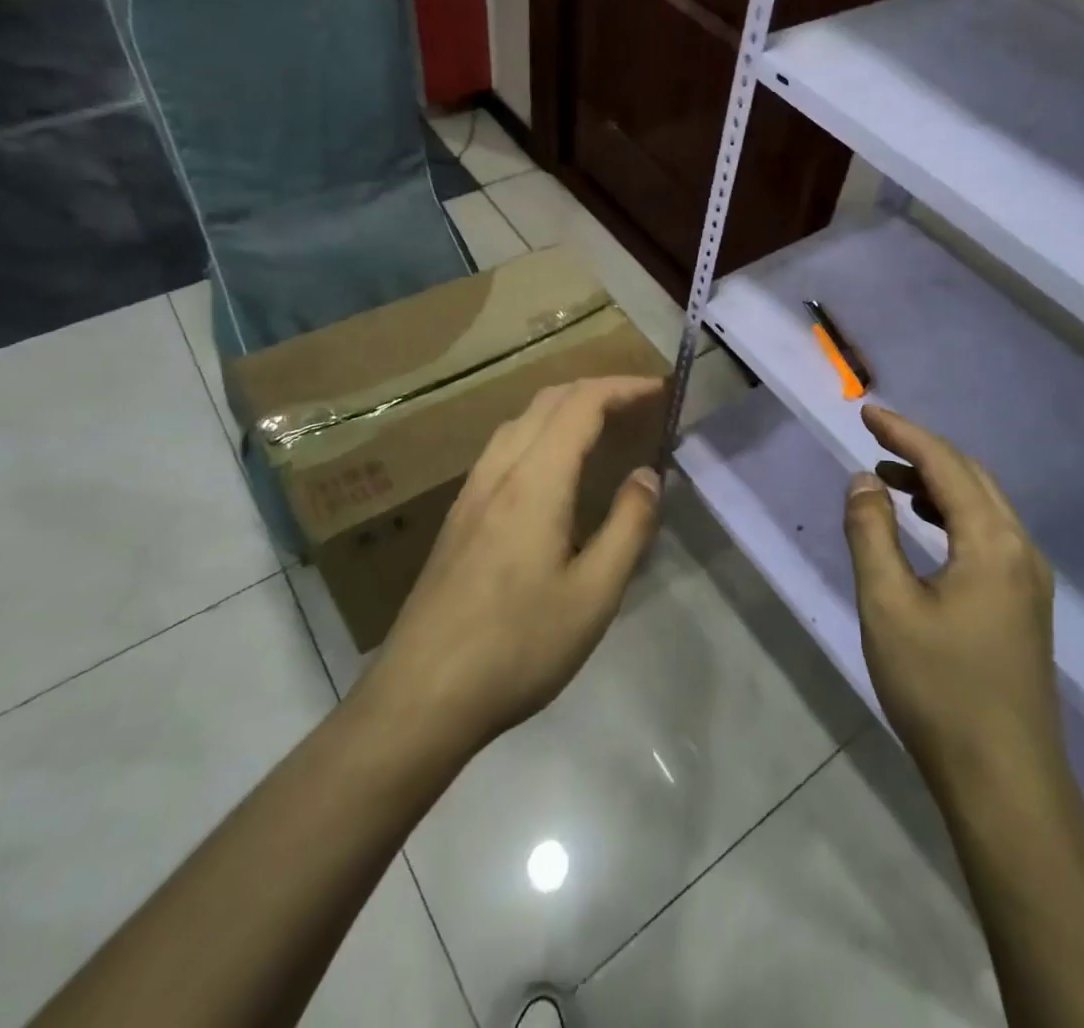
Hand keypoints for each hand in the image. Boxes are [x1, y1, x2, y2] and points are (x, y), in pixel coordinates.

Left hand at [361, 376, 664, 758]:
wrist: (422, 695)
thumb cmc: (518, 646)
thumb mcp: (594, 595)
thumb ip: (628, 527)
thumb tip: (646, 475)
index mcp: (535, 481)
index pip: (582, 404)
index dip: (623, 387)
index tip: (660, 391)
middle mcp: (499, 471)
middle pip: (548, 401)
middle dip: (597, 389)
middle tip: (639, 404)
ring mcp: (471, 492)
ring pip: (520, 421)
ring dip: (565, 407)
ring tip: (602, 426)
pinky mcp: (458, 516)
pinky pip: (503, 447)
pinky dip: (539, 432)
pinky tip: (551, 469)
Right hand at [842, 405, 1060, 793]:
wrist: (1005, 781)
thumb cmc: (939, 688)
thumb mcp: (888, 604)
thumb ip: (871, 533)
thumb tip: (863, 481)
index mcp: (992, 542)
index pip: (945, 465)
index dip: (903, 433)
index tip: (866, 412)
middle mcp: (1020, 550)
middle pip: (971, 477)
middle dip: (922, 451)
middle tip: (875, 439)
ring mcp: (1028, 580)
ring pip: (982, 507)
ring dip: (936, 482)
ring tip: (889, 479)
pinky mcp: (1024, 605)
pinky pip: (987, 535)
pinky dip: (951, 514)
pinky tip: (924, 529)